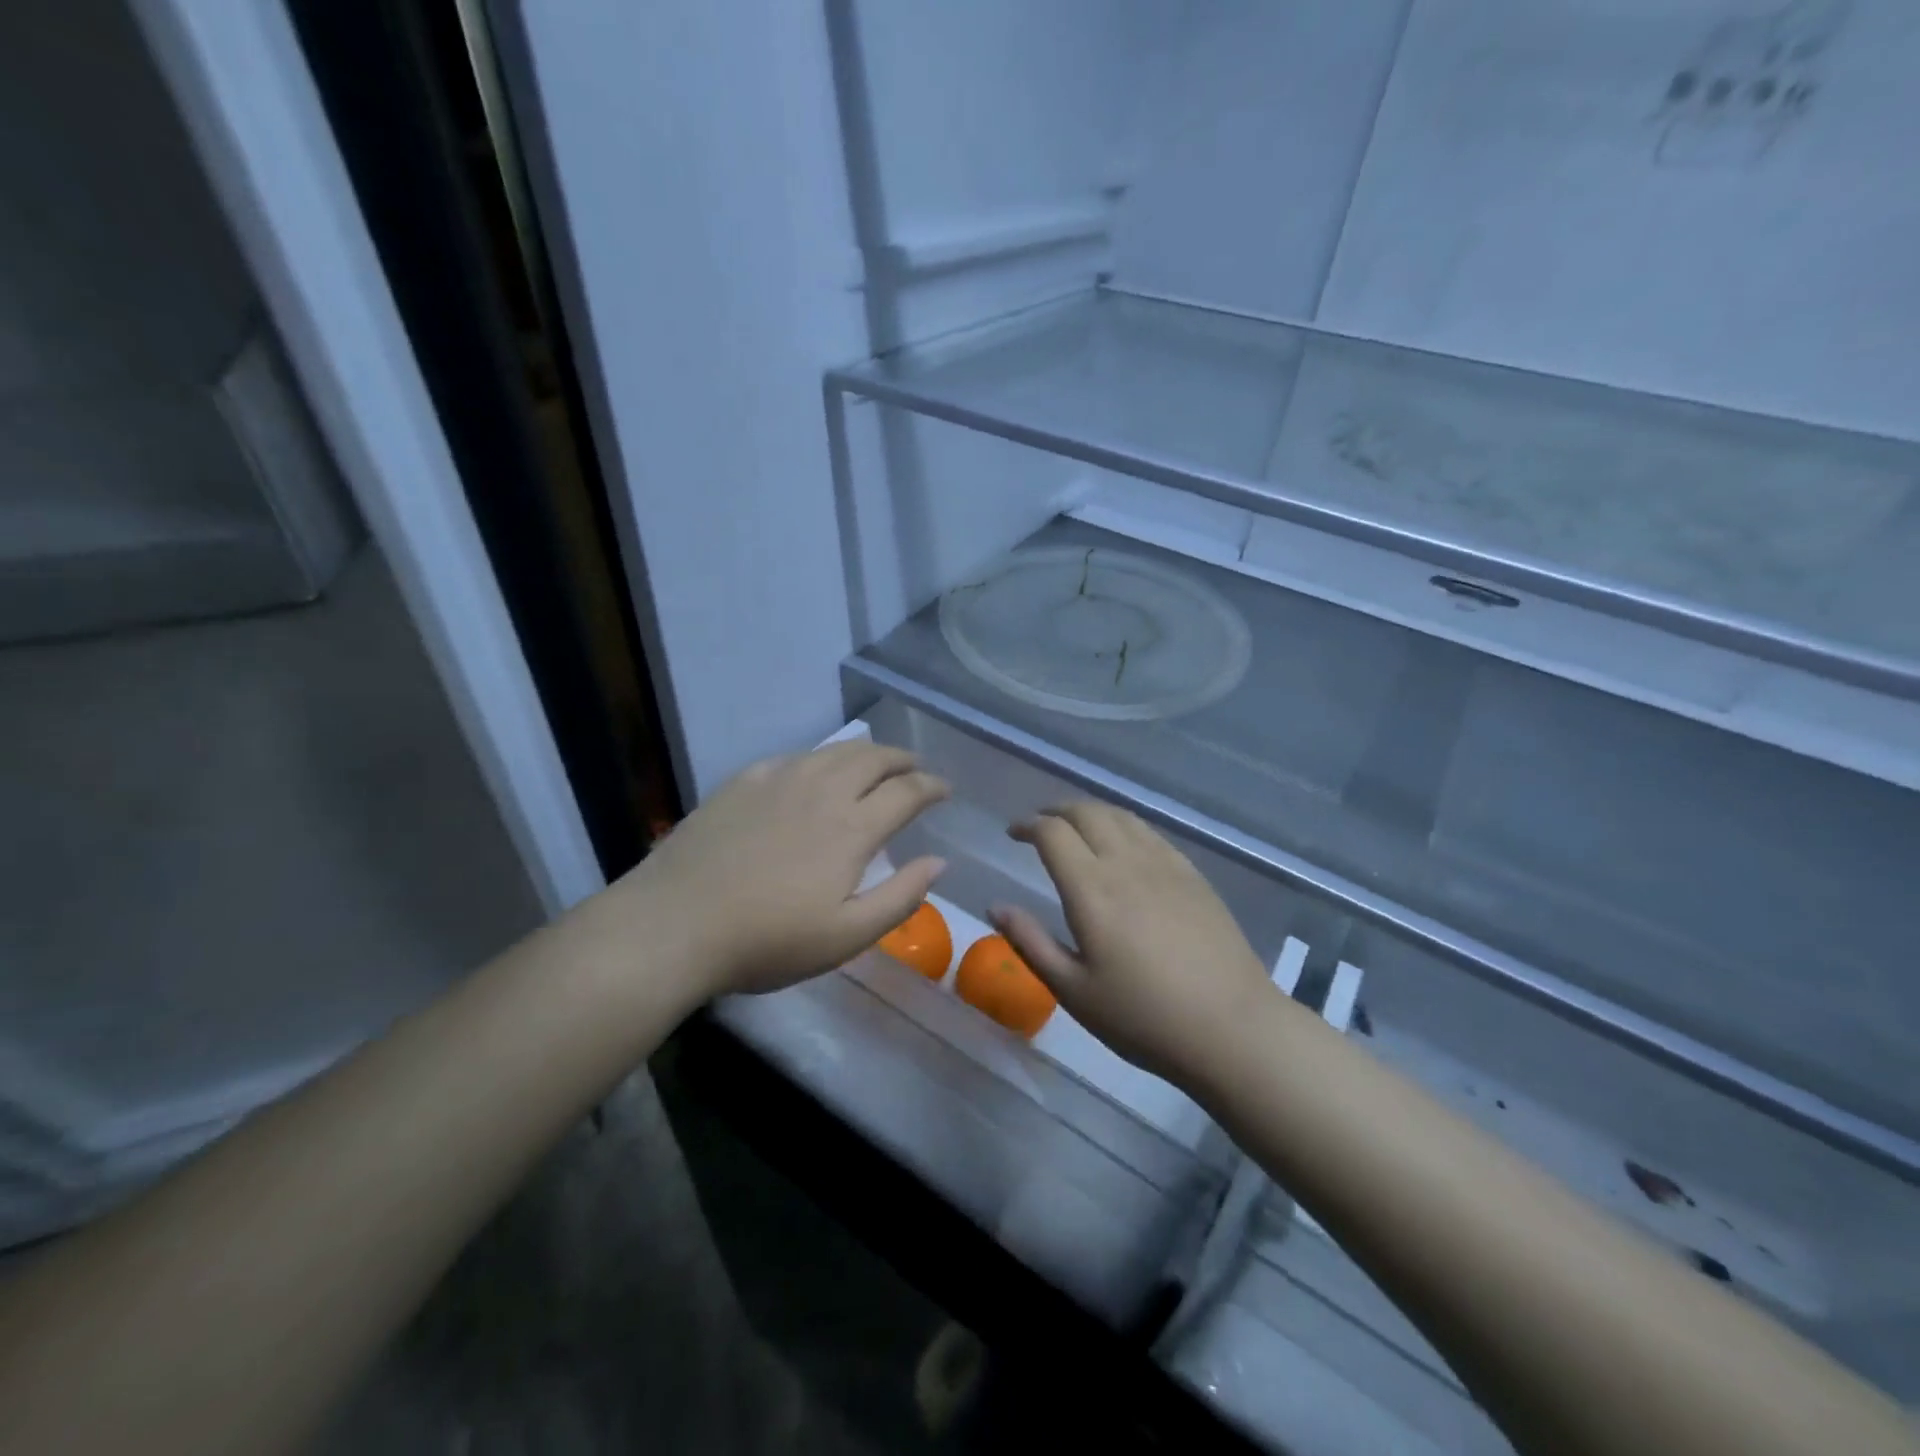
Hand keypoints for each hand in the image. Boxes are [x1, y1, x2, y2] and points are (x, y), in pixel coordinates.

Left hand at [625, 742, 949, 996]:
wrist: (675, 923)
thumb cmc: (768, 940)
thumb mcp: (846, 936)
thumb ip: (900, 897)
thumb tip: (939, 862)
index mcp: (853, 827)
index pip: (907, 791)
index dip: (932, 786)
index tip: (944, 790)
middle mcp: (822, 790)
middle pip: (874, 758)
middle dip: (903, 760)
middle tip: (915, 770)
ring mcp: (779, 780)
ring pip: (834, 751)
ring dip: (866, 753)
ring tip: (874, 764)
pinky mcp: (744, 781)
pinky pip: (795, 757)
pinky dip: (820, 759)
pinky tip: (814, 772)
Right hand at [992, 802, 1275, 1084]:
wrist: (1231, 1028)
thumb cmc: (1143, 1017)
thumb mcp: (1074, 991)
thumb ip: (1031, 942)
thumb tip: (995, 907)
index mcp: (1091, 889)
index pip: (1052, 833)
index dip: (1028, 825)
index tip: (1013, 834)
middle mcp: (1126, 863)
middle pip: (1087, 812)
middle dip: (1056, 810)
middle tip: (1040, 825)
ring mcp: (1165, 864)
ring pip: (1121, 816)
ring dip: (1090, 812)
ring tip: (1076, 827)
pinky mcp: (1193, 875)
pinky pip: (1150, 832)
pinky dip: (1124, 825)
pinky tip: (1123, 845)